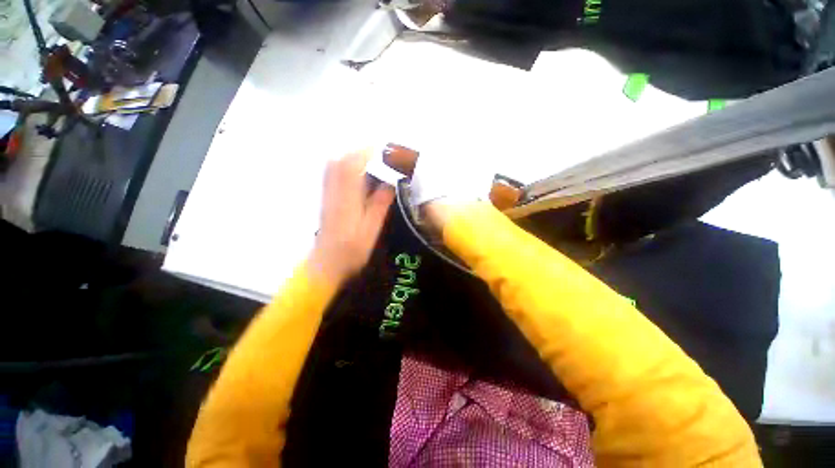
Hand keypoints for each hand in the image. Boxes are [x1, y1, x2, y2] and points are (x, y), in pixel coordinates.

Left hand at [308, 151, 395, 284]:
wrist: (327, 263)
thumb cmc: (351, 251)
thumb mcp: (371, 230)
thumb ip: (379, 205)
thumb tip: (389, 183)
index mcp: (346, 199)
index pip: (352, 166)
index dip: (367, 153)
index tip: (383, 149)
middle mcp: (334, 192)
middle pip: (340, 161)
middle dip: (359, 151)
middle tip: (378, 152)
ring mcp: (328, 195)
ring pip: (334, 167)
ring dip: (351, 157)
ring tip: (370, 159)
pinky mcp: (327, 200)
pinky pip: (332, 175)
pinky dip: (344, 167)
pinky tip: (357, 173)